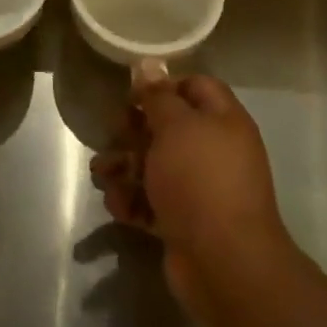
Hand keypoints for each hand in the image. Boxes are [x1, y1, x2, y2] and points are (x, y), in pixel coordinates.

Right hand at [90, 75, 293, 318]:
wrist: (224, 262)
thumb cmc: (200, 179)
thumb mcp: (175, 127)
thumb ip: (158, 96)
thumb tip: (149, 64)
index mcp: (223, 120)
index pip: (195, 87)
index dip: (163, 86)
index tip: (132, 96)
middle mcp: (215, 151)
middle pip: (169, 128)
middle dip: (134, 131)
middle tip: (112, 135)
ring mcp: (201, 189)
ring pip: (155, 166)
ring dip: (125, 167)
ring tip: (102, 174)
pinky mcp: (184, 222)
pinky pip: (153, 202)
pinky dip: (133, 201)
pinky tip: (118, 206)